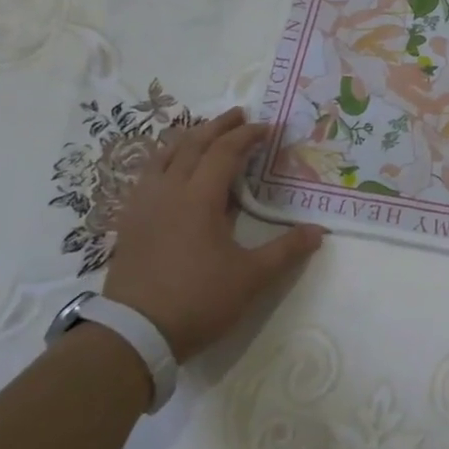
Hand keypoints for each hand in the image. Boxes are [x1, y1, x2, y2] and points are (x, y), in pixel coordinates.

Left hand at [102, 108, 323, 362]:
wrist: (133, 335)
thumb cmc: (197, 301)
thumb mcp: (250, 278)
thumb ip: (286, 251)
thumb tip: (318, 232)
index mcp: (199, 198)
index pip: (225, 152)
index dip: (247, 136)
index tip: (267, 127)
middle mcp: (169, 191)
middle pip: (192, 144)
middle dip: (218, 126)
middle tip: (238, 114)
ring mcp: (143, 205)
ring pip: (164, 155)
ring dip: (188, 138)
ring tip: (204, 132)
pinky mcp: (129, 222)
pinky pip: (147, 175)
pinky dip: (165, 160)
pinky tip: (171, 170)